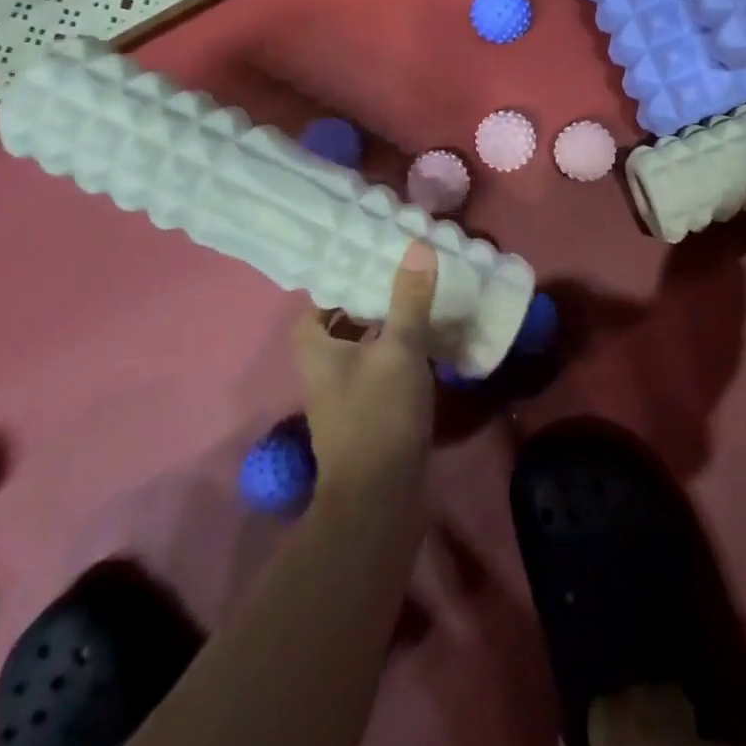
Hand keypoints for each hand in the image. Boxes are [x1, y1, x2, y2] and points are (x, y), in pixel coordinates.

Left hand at [293, 242, 436, 508]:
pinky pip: (381, 370)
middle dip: (369, 301)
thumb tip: (418, 245)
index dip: (338, 281)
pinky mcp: (369, 414)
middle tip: (403, 275)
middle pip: (341, 324)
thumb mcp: (399, 349)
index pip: (316, 304)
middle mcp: (323, 370)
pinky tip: (429, 345)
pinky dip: (399, 354)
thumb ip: (408, 298)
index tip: (369, 260)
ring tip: (421, 301)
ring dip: (387, 327)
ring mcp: (345, 395)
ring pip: (363, 347)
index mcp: (316, 349)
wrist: (379, 500)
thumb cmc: (379, 415)